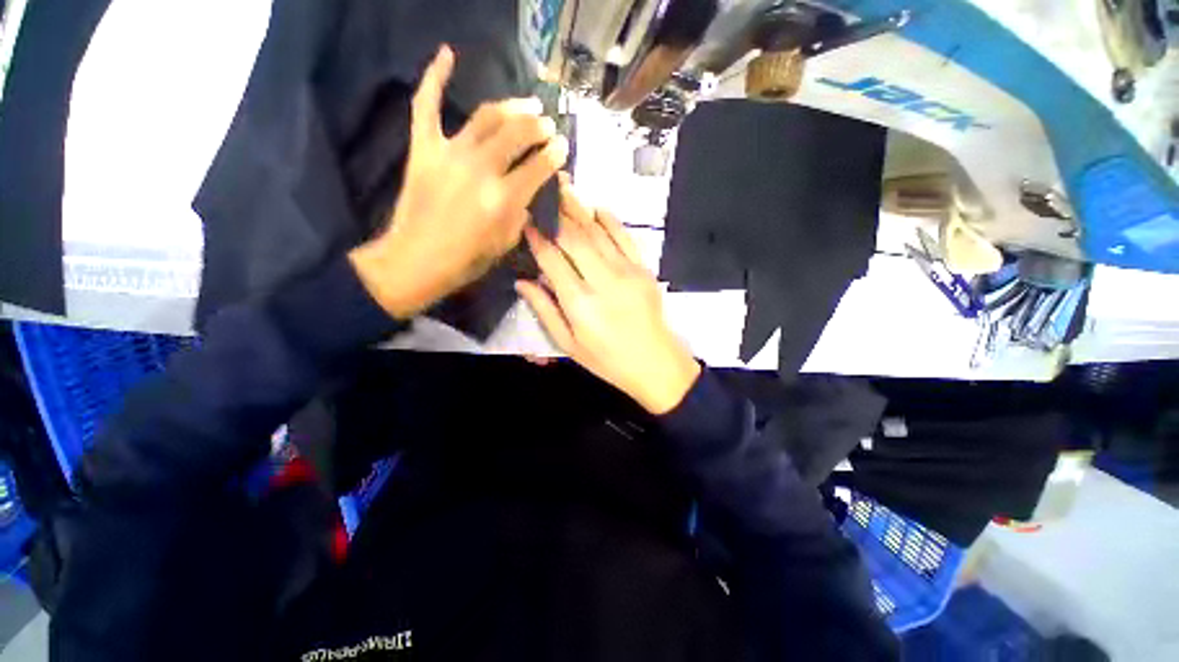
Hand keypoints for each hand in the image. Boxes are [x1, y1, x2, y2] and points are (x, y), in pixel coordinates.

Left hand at [350, 45, 569, 317]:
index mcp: (503, 198)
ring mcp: (449, 153)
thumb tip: (528, 190)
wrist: (417, 259)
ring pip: (486, 117)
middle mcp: (480, 168)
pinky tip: (447, 53)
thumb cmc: (467, 259)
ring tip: (528, 104)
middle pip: (517, 135)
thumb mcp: (506, 243)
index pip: (538, 166)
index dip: (555, 154)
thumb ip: (521, 212)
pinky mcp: (424, 148)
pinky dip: (434, 76)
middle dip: (539, 127)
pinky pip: (427, 104)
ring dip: (512, 107)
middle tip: (548, 125)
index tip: (563, 146)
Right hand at [517, 175, 700, 414]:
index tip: (526, 220)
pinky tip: (596, 208)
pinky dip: (610, 220)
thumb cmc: (607, 360)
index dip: (537, 238)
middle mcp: (602, 280)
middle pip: (574, 238)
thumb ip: (545, 310)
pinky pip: (625, 237)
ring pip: (598, 232)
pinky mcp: (643, 269)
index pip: (552, 259)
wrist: (655, 363)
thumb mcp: (569, 344)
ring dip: (579, 209)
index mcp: (580, 302)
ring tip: (564, 188)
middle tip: (542, 191)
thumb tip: (523, 281)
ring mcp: (627, 271)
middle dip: (557, 213)